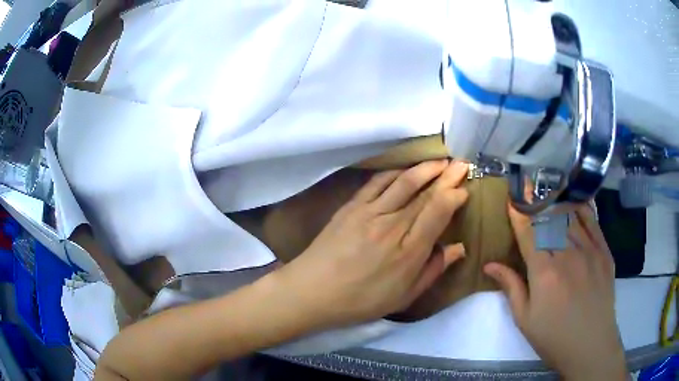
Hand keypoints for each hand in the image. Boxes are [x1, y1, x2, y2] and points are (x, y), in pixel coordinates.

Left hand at [274, 160, 468, 328]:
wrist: (313, 291)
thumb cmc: (361, 300)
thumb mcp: (404, 296)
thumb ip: (433, 270)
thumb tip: (458, 248)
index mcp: (409, 251)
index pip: (438, 212)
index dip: (454, 195)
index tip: (464, 188)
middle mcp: (392, 225)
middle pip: (425, 193)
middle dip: (447, 175)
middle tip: (461, 163)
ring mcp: (369, 212)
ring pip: (403, 181)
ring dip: (425, 168)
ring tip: (440, 161)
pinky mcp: (351, 206)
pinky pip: (377, 182)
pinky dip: (395, 172)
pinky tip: (405, 169)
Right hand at [484, 204, 626, 379]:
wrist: (590, 344)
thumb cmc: (553, 336)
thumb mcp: (524, 318)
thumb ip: (510, 287)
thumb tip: (490, 265)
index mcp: (544, 272)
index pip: (528, 233)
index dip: (519, 214)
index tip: (512, 199)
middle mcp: (567, 254)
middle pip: (549, 219)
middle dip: (536, 203)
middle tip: (529, 189)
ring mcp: (589, 250)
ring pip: (571, 216)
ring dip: (557, 203)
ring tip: (549, 192)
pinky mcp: (604, 252)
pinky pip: (593, 222)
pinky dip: (582, 209)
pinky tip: (576, 202)